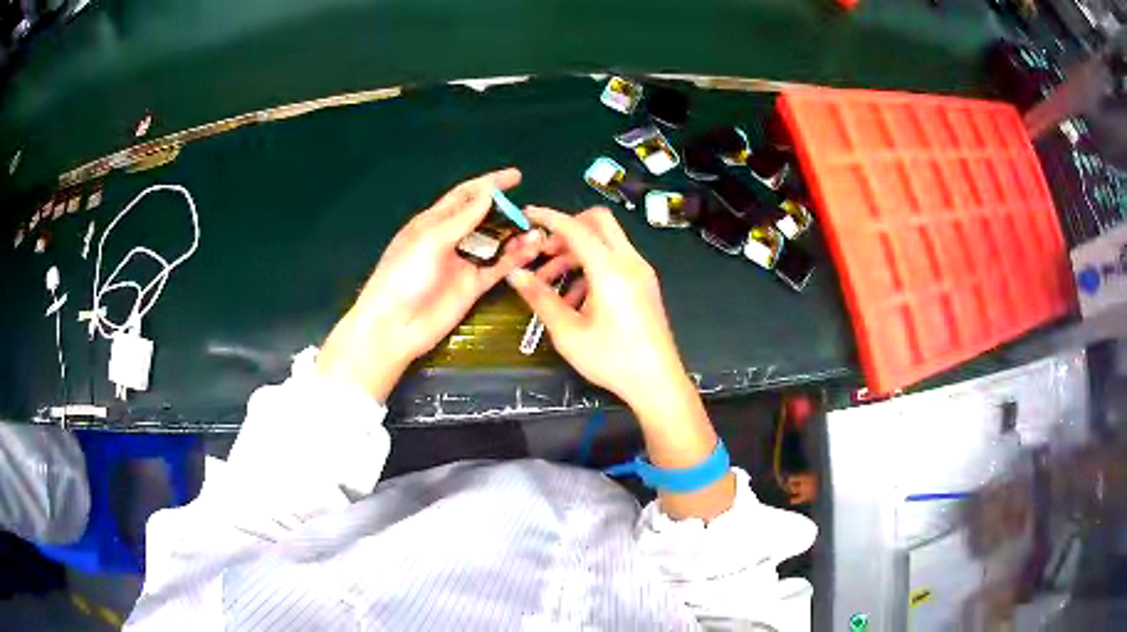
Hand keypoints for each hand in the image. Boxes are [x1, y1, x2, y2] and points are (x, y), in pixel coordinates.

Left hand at [319, 168, 543, 400]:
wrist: (395, 326)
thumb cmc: (403, 276)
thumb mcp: (430, 240)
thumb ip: (462, 218)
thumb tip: (488, 193)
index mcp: (433, 222)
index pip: (465, 195)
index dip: (489, 184)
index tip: (515, 176)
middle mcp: (450, 239)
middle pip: (484, 218)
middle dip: (507, 211)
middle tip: (531, 211)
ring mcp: (463, 263)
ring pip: (495, 243)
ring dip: (515, 236)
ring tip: (538, 231)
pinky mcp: (473, 285)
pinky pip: (498, 267)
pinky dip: (515, 258)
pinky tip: (532, 250)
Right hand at [505, 207, 692, 413]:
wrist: (657, 382)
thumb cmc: (612, 359)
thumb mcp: (568, 331)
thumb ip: (540, 298)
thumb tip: (515, 273)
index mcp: (610, 269)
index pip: (576, 228)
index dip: (549, 218)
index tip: (527, 214)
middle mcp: (629, 262)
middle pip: (598, 223)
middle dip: (567, 229)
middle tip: (543, 252)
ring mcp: (641, 272)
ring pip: (606, 242)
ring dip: (577, 253)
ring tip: (550, 284)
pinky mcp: (645, 284)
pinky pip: (616, 261)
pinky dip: (593, 267)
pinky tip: (575, 299)